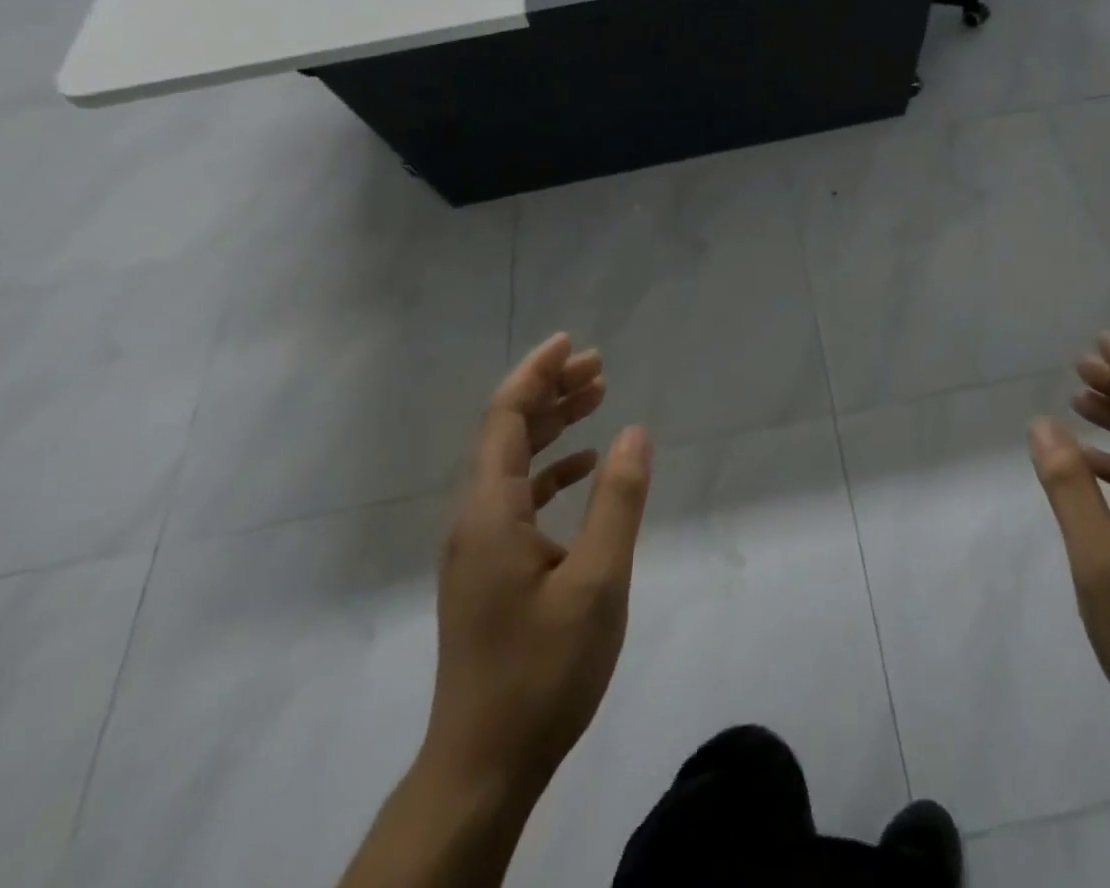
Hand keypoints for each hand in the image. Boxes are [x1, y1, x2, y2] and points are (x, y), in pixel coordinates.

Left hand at [421, 333, 652, 798]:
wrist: (483, 765)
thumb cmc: (543, 670)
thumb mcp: (597, 581)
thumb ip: (617, 501)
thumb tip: (635, 431)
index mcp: (490, 510)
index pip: (506, 417)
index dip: (536, 373)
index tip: (571, 343)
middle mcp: (474, 517)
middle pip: (507, 431)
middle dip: (550, 391)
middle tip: (599, 367)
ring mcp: (478, 545)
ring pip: (512, 462)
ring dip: (552, 426)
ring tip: (597, 399)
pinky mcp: (488, 569)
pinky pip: (516, 496)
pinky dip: (549, 469)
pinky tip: (582, 467)